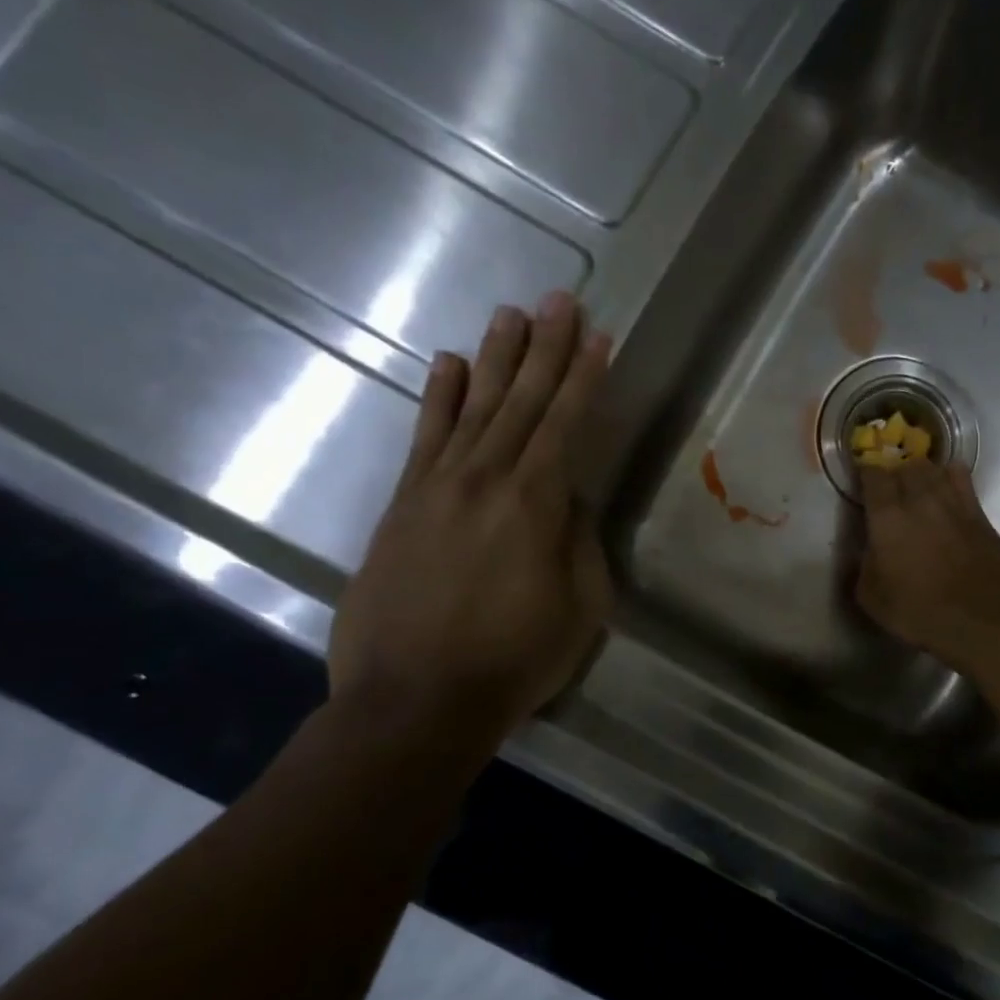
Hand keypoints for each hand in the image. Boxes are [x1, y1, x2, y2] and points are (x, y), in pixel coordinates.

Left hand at [330, 294, 612, 738]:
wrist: (415, 701)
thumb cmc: (515, 660)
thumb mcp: (580, 607)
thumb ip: (579, 543)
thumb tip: (568, 502)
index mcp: (535, 504)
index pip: (565, 424)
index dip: (583, 378)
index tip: (597, 336)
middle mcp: (485, 480)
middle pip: (520, 401)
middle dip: (543, 348)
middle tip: (557, 298)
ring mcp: (436, 488)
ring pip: (471, 408)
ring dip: (494, 359)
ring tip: (509, 314)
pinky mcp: (402, 506)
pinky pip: (424, 438)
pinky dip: (437, 399)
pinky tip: (447, 365)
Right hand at [855, 460, 999, 672]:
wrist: (980, 619)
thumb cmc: (918, 611)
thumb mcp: (871, 598)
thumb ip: (862, 567)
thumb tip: (865, 551)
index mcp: (887, 517)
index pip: (873, 476)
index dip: (866, 474)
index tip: (863, 481)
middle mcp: (920, 499)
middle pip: (906, 466)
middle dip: (895, 473)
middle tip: (891, 489)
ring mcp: (953, 502)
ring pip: (934, 469)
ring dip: (922, 473)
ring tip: (918, 487)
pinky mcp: (979, 513)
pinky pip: (962, 479)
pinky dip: (950, 477)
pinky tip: (948, 489)